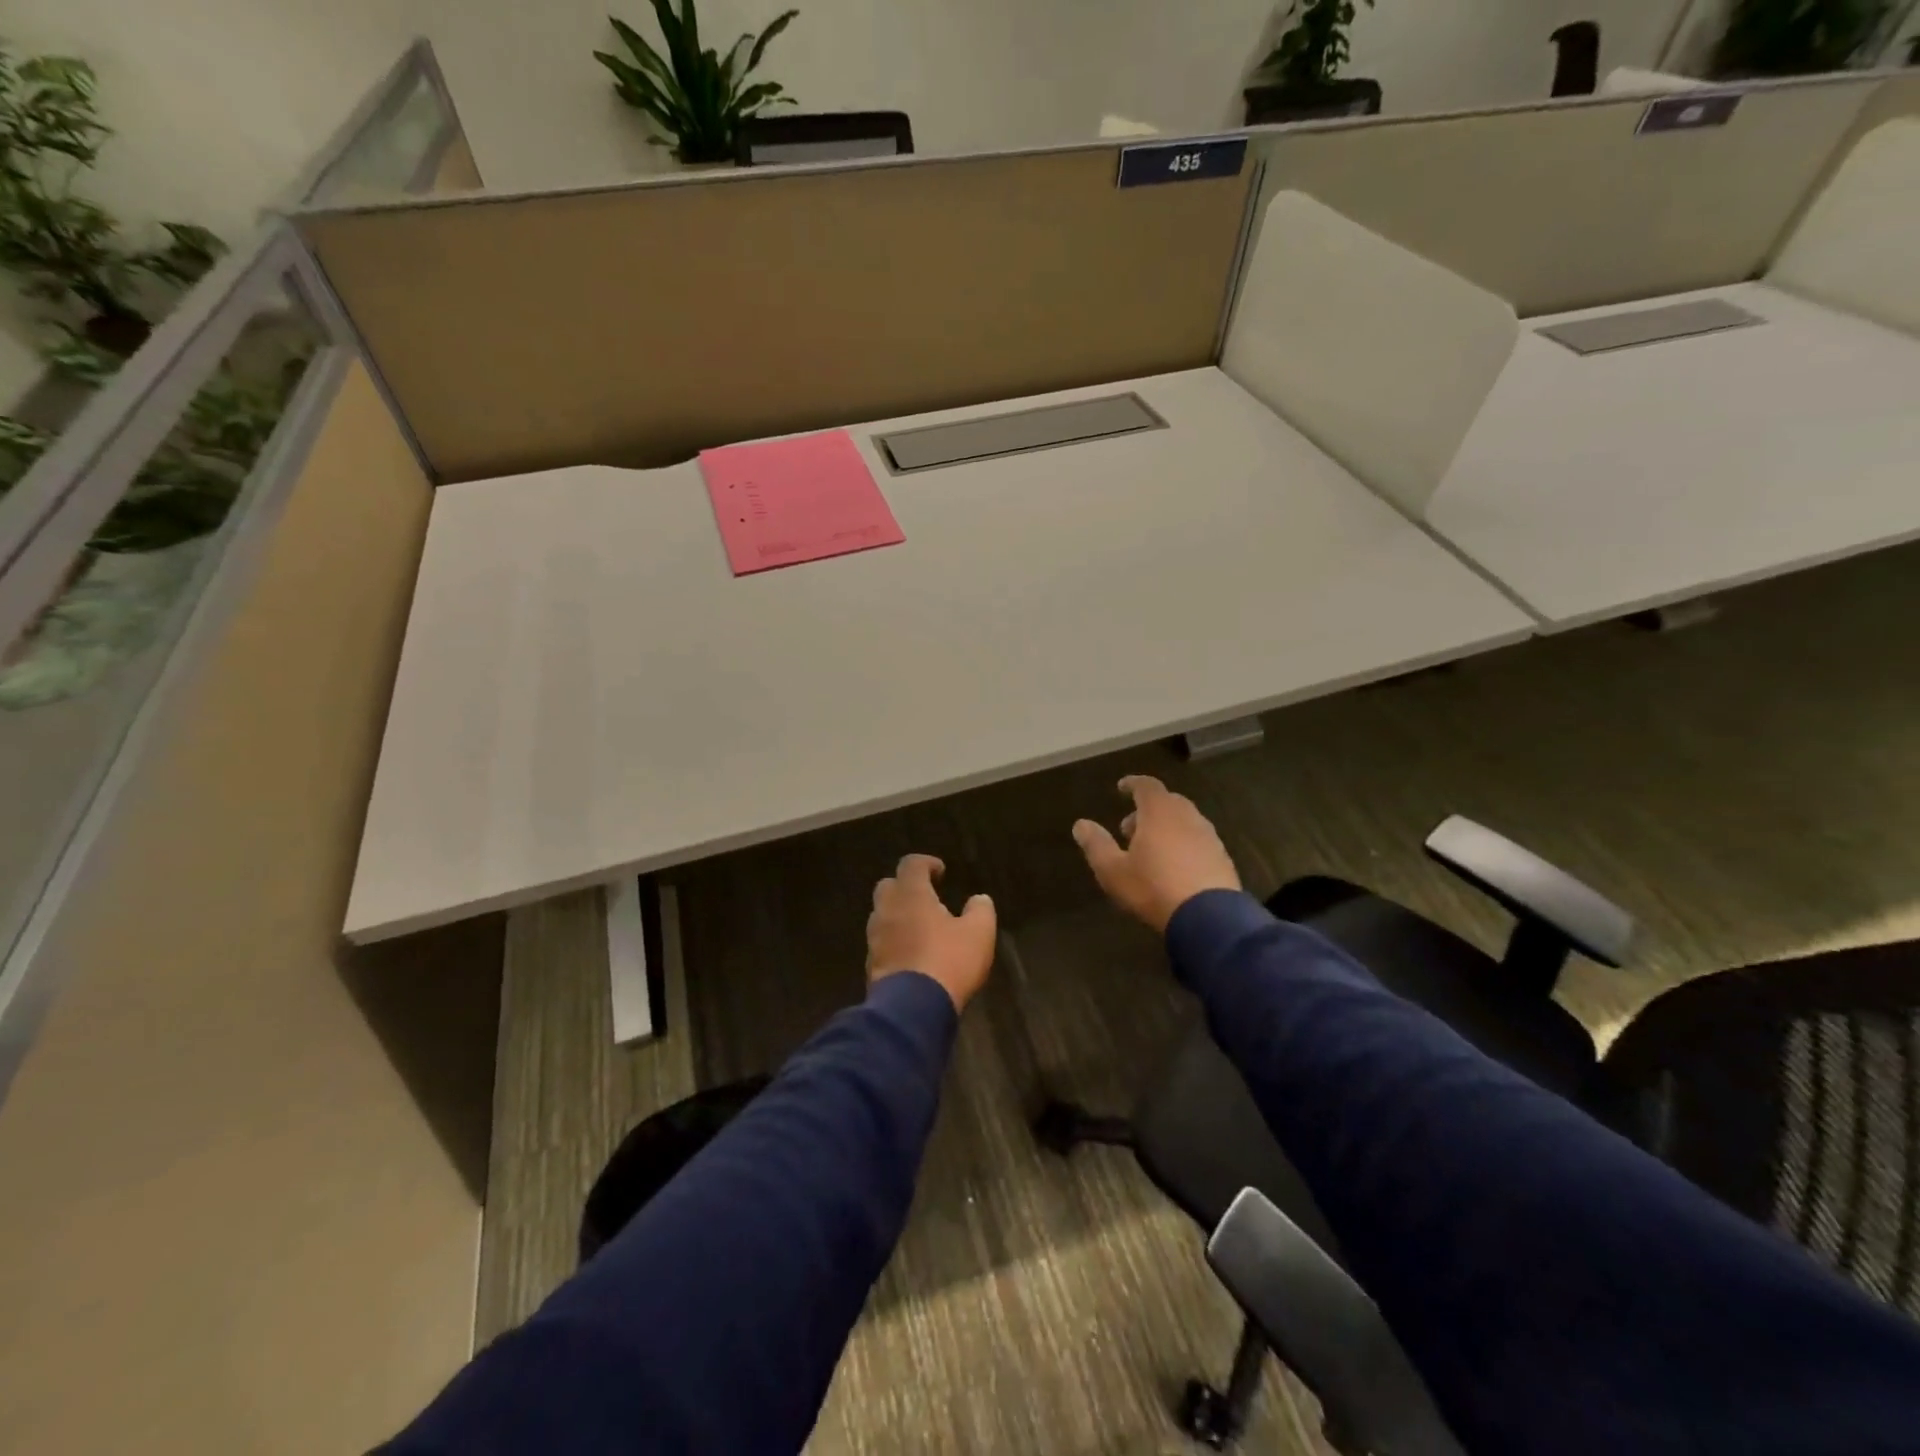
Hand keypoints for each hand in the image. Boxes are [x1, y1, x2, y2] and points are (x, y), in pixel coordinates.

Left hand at [866, 854, 996, 1011]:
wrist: (913, 1008)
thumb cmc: (948, 961)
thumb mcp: (979, 934)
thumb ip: (981, 910)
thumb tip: (980, 899)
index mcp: (911, 894)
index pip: (911, 864)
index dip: (926, 863)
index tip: (941, 872)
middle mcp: (887, 910)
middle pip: (888, 886)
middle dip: (906, 887)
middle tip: (926, 897)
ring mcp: (875, 938)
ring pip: (882, 915)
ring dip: (898, 915)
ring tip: (920, 927)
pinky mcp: (871, 964)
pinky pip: (881, 942)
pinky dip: (894, 940)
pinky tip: (912, 953)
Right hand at [1072, 776, 1241, 932]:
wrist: (1209, 918)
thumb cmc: (1153, 888)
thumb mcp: (1113, 870)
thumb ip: (1096, 844)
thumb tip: (1080, 824)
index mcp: (1159, 812)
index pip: (1146, 786)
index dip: (1132, 784)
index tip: (1121, 788)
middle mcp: (1187, 817)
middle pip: (1167, 801)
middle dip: (1147, 809)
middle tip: (1130, 828)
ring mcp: (1209, 836)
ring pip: (1184, 820)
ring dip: (1166, 827)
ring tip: (1150, 850)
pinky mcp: (1222, 857)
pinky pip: (1198, 840)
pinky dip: (1183, 843)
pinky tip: (1175, 866)